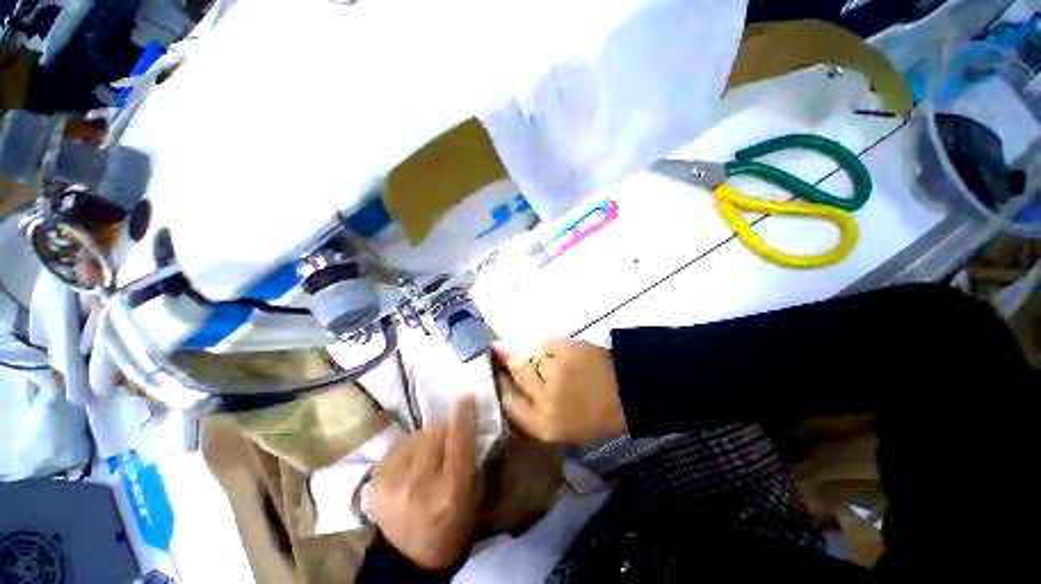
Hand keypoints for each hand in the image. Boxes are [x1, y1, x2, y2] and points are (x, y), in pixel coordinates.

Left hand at [369, 396, 481, 569]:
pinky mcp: (375, 482)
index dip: (463, 415)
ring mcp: (392, 483)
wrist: (410, 557)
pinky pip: (399, 446)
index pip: (459, 440)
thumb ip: (472, 458)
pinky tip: (413, 461)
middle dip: (445, 428)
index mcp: (449, 490)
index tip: (466, 395)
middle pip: (435, 432)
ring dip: (427, 438)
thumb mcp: (473, 495)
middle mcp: (419, 484)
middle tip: (449, 436)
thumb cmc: (452, 525)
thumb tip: (467, 424)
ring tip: (429, 453)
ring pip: (417, 436)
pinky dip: (411, 447)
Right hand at [496, 339, 626, 443]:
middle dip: (511, 361)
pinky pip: (547, 345)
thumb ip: (536, 412)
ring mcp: (554, 372)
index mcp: (543, 425)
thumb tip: (511, 388)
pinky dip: (553, 347)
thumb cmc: (597, 415)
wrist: (630, 394)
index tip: (498, 373)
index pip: (509, 402)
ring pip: (533, 356)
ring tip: (558, 362)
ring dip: (540, 357)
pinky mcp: (565, 350)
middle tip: (504, 351)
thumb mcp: (563, 427)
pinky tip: (568, 354)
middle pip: (517, 372)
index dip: (502, 385)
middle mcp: (544, 399)